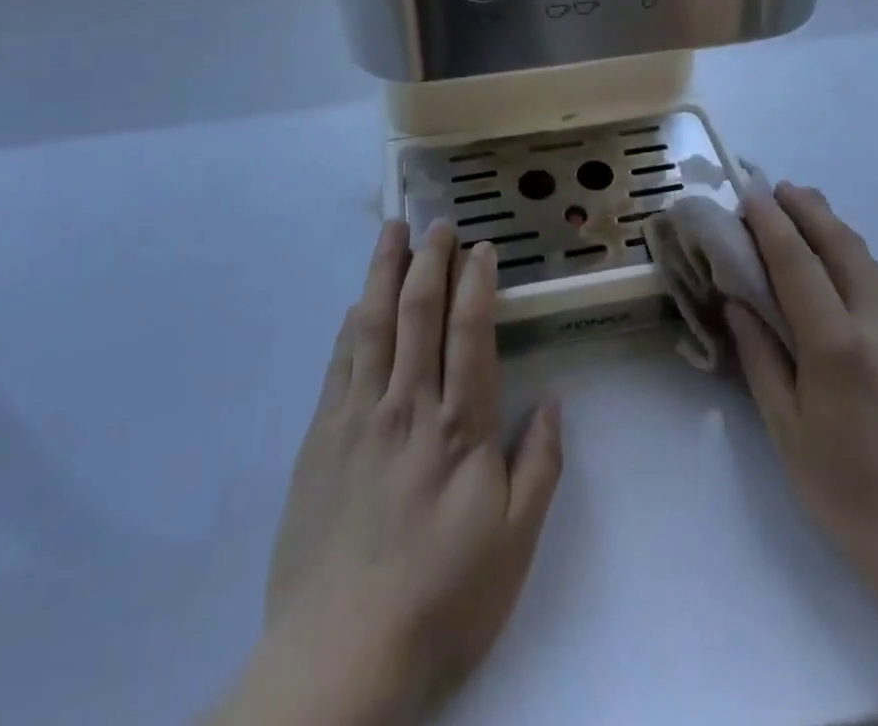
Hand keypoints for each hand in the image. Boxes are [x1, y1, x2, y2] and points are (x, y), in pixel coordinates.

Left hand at [219, 221, 563, 725]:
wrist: (341, 655)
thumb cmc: (442, 599)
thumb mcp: (515, 544)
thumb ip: (540, 466)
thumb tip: (555, 400)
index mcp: (460, 427)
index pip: (470, 332)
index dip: (476, 283)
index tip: (481, 248)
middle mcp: (409, 405)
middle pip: (419, 313)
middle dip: (430, 260)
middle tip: (437, 223)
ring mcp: (360, 415)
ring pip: (374, 324)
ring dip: (385, 272)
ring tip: (392, 231)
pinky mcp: (322, 435)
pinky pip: (339, 361)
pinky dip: (351, 323)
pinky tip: (357, 301)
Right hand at [724, 183, 877, 611]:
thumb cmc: (849, 494)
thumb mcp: (786, 430)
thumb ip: (761, 356)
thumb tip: (739, 302)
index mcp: (837, 346)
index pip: (797, 263)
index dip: (770, 223)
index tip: (749, 193)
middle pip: (843, 247)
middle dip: (809, 210)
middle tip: (778, 188)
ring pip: (871, 262)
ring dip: (836, 229)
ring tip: (806, 213)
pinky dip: (857, 260)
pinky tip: (843, 267)